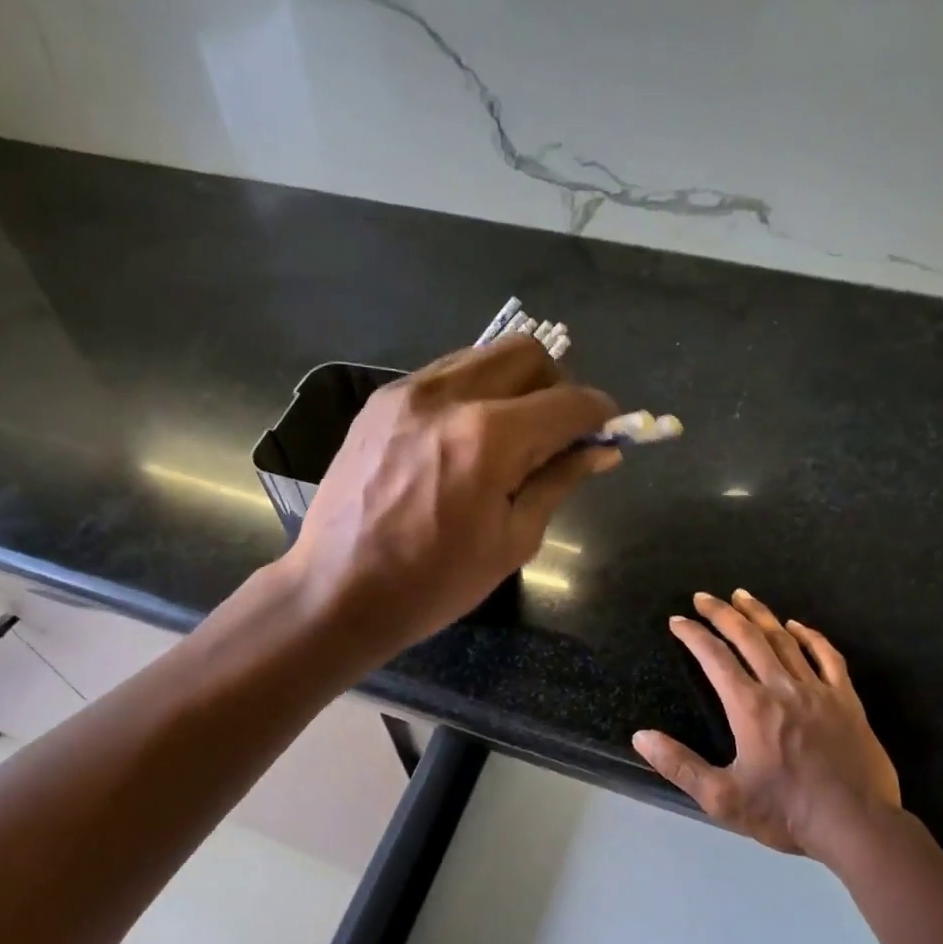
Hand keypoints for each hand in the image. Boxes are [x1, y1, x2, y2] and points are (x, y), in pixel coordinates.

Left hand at [287, 335, 617, 656]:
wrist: (337, 591)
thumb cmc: (434, 583)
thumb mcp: (513, 541)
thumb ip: (559, 481)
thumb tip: (601, 450)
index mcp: (488, 437)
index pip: (568, 401)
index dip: (599, 414)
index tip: (606, 433)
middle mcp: (449, 395)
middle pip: (527, 353)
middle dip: (556, 386)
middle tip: (555, 433)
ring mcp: (408, 392)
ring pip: (484, 356)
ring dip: (513, 386)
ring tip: (509, 437)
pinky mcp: (381, 401)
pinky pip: (445, 375)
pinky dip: (472, 394)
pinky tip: (464, 440)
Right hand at [633, 589, 903, 863]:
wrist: (858, 826)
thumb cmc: (786, 813)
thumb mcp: (722, 798)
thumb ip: (680, 766)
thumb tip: (641, 737)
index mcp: (750, 707)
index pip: (715, 658)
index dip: (693, 635)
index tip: (677, 621)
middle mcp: (782, 688)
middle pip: (748, 638)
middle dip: (722, 613)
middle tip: (703, 597)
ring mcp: (818, 690)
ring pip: (785, 640)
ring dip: (760, 615)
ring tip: (742, 596)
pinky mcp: (846, 700)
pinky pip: (827, 656)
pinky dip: (810, 636)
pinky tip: (797, 626)